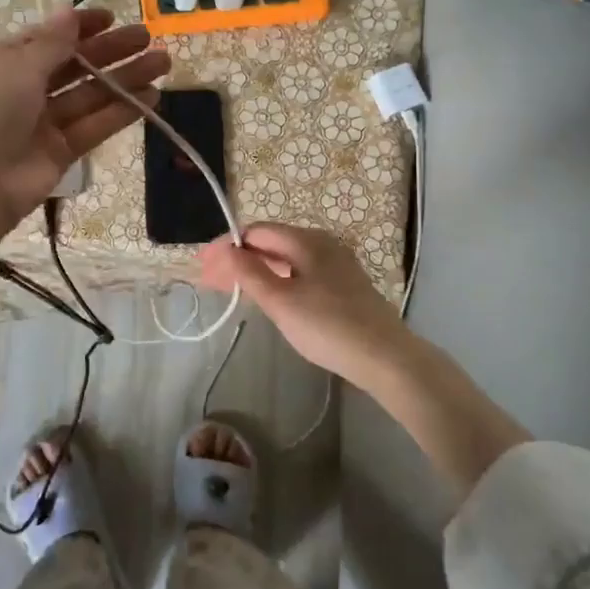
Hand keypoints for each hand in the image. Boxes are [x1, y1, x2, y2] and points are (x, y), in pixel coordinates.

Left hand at [0, 8, 169, 294]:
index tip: (112, 18)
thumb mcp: (16, 65)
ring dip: (124, 79)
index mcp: (0, 62)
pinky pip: (93, 126)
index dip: (78, 27)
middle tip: (148, 38)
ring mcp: (41, 123)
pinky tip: (152, 97)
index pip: (45, 38)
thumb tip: (70, 11)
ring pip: (88, 95)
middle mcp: (20, 90)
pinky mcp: (59, 153)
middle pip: (73, 65)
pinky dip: (121, 112)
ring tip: (163, 63)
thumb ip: (52, 42)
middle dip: (110, 51)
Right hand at [199, 224, 415, 388]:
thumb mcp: (281, 301)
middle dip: (239, 259)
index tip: (204, 266)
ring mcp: (336, 264)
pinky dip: (278, 279)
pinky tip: (268, 296)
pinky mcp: (344, 285)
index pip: (258, 231)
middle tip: (210, 280)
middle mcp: (322, 244)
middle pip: (272, 243)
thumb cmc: (327, 326)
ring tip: (232, 289)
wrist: (385, 357)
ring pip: (287, 259)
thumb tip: (225, 248)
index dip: (228, 246)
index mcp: (307, 240)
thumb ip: (250, 273)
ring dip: (257, 270)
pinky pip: (301, 272)